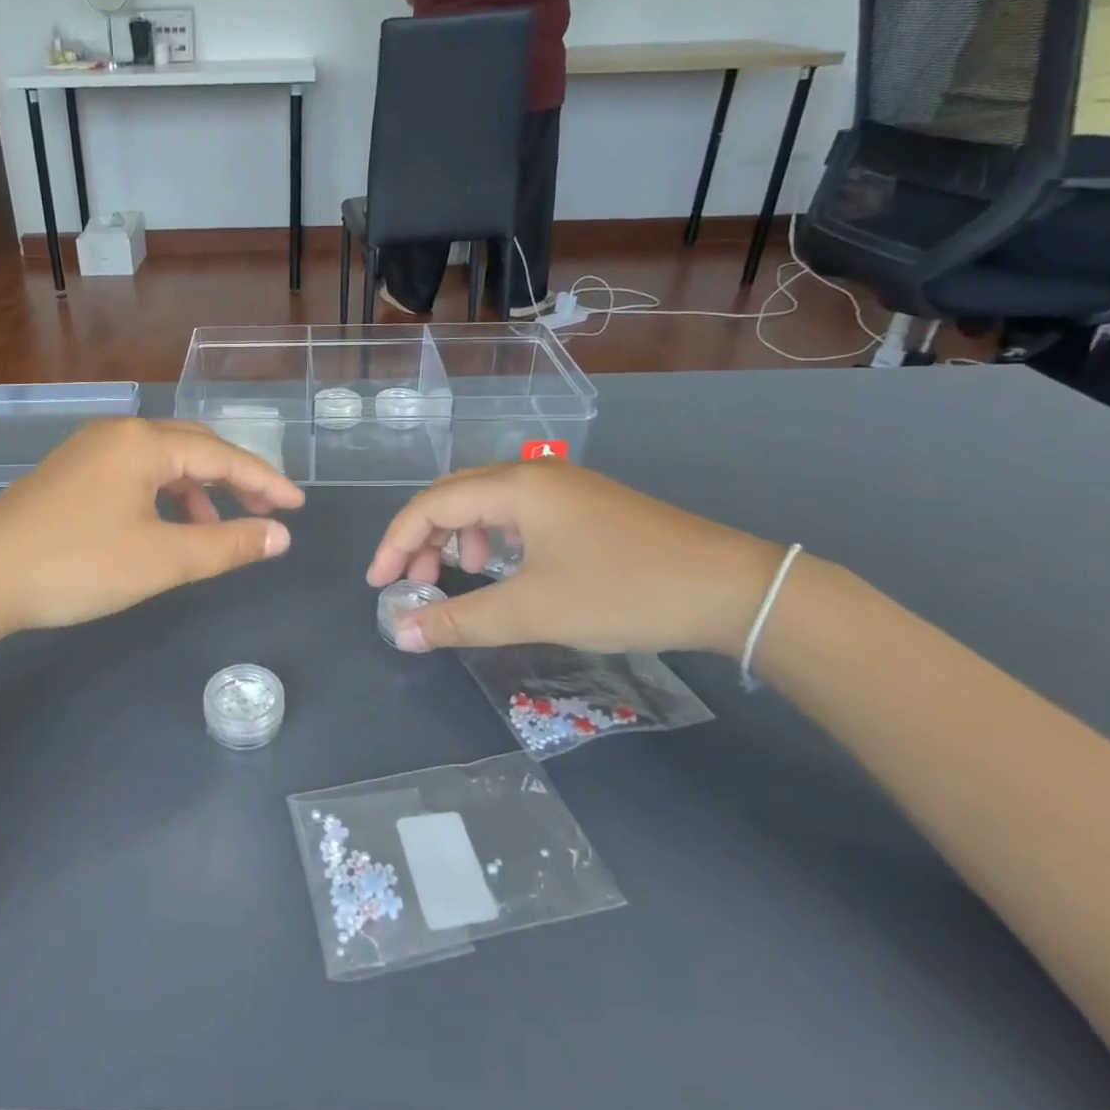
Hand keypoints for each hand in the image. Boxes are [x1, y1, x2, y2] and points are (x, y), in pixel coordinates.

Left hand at [0, 418, 304, 649]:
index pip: (222, 455)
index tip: (298, 506)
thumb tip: (279, 536)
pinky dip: (162, 499)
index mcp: (143, 442)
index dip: (265, 481)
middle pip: (193, 448)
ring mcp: (88, 453)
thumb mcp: (161, 559)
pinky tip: (165, 530)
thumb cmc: (76, 565)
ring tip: (217, 530)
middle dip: (234, 479)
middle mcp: (117, 435)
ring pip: (162, 463)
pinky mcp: (69, 476)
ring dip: (197, 492)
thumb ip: (226, 546)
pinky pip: (134, 476)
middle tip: (268, 510)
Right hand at [366, 459, 782, 655]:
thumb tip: (402, 635)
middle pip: (453, 496)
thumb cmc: (622, 591)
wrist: (730, 588)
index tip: (380, 586)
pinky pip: (517, 511)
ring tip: (464, 575)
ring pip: (485, 502)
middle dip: (424, 539)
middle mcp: (532, 475)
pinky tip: (506, 567)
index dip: (396, 544)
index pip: (430, 506)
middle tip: (416, 583)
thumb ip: (460, 621)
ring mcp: (563, 486)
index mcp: (514, 487)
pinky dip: (494, 537)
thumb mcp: (533, 611)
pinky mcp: (585, 505)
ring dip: (459, 537)